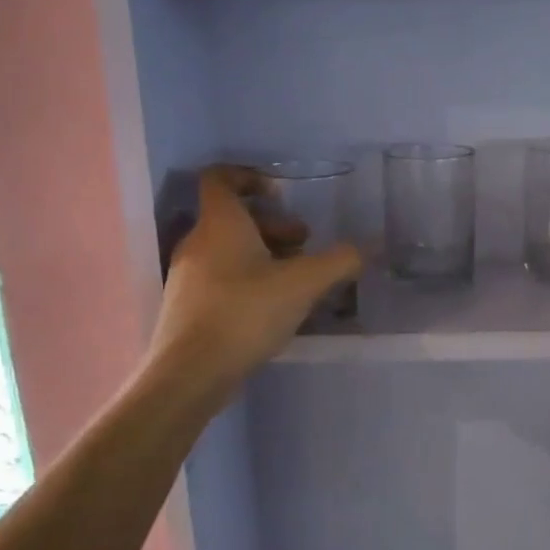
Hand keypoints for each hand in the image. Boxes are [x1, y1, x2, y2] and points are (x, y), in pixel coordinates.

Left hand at [147, 166, 361, 399]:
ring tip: (295, 280)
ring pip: (228, 250)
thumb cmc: (246, 313)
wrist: (192, 371)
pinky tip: (272, 308)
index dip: (249, 177)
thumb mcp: (303, 284)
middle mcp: (197, 241)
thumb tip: (362, 249)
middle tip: (304, 245)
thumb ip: (338, 261)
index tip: (280, 195)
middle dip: (272, 226)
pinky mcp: (187, 306)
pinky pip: (220, 278)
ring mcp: (187, 275)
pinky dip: (248, 280)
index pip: (220, 178)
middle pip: (233, 218)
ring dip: (263, 255)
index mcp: (220, 223)